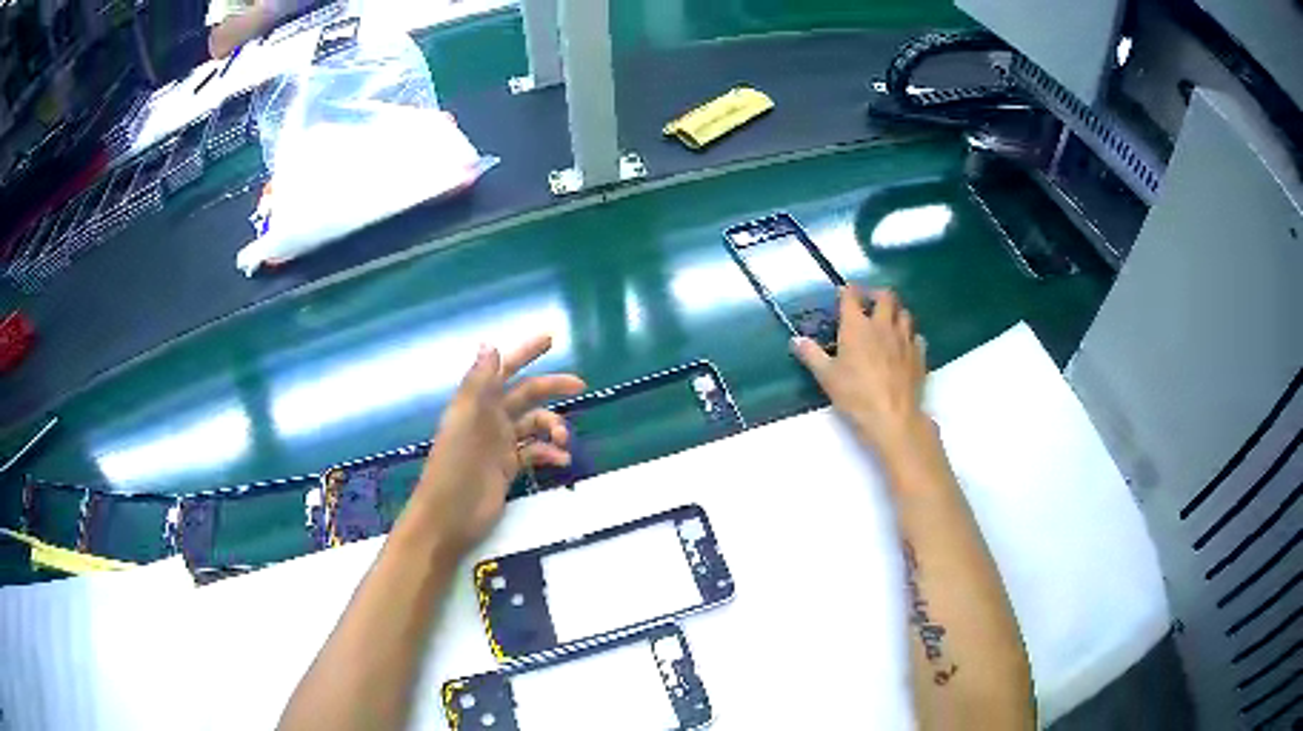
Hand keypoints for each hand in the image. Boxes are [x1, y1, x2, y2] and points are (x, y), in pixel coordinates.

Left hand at [412, 336, 584, 552]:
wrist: (448, 517)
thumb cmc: (454, 468)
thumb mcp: (465, 422)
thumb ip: (478, 384)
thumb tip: (490, 344)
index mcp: (477, 404)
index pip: (504, 369)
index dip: (525, 353)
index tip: (551, 339)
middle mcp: (490, 419)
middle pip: (526, 395)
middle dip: (551, 387)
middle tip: (581, 385)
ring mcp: (500, 444)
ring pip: (534, 425)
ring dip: (552, 427)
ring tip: (564, 440)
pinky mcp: (507, 468)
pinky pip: (534, 452)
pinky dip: (549, 453)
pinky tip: (561, 461)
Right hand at [792, 287, 929, 458]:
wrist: (892, 417)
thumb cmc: (855, 395)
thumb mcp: (826, 376)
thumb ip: (811, 355)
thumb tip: (796, 340)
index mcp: (857, 326)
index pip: (852, 296)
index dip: (847, 291)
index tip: (842, 293)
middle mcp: (883, 325)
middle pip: (885, 296)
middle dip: (876, 294)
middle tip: (869, 302)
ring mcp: (905, 339)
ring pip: (905, 313)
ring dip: (895, 312)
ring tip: (888, 321)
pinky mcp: (919, 355)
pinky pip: (916, 336)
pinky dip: (910, 336)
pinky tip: (904, 346)